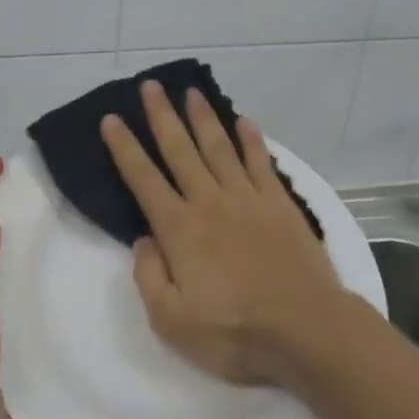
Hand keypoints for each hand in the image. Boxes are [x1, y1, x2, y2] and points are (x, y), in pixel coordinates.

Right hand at [100, 82, 350, 387]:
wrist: (307, 331)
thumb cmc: (235, 333)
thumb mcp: (172, 321)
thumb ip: (149, 276)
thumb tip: (143, 240)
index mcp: (179, 229)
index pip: (143, 179)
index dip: (124, 148)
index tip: (111, 119)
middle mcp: (210, 203)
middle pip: (180, 150)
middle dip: (162, 116)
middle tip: (150, 86)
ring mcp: (248, 200)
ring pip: (219, 148)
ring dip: (203, 118)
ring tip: (190, 92)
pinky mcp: (280, 205)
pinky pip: (261, 163)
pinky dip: (251, 140)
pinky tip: (244, 121)